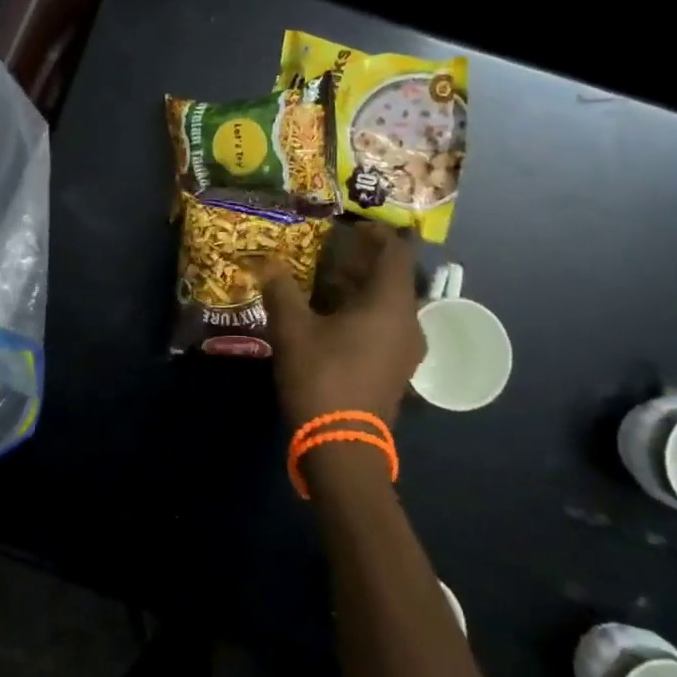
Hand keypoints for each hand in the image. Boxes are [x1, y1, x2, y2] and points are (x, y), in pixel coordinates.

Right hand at [258, 220, 425, 432]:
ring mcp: (407, 349)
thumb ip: (281, 290)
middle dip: (363, 261)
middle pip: (394, 277)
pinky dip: (366, 313)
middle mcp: (409, 321)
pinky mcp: (398, 370)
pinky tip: (334, 320)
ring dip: (363, 289)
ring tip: (326, 284)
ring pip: (390, 304)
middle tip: (330, 254)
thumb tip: (268, 263)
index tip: (348, 228)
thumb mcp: (292, 330)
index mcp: (390, 303)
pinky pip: (387, 326)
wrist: (343, 448)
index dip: (375, 233)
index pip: (396, 252)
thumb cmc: (322, 377)